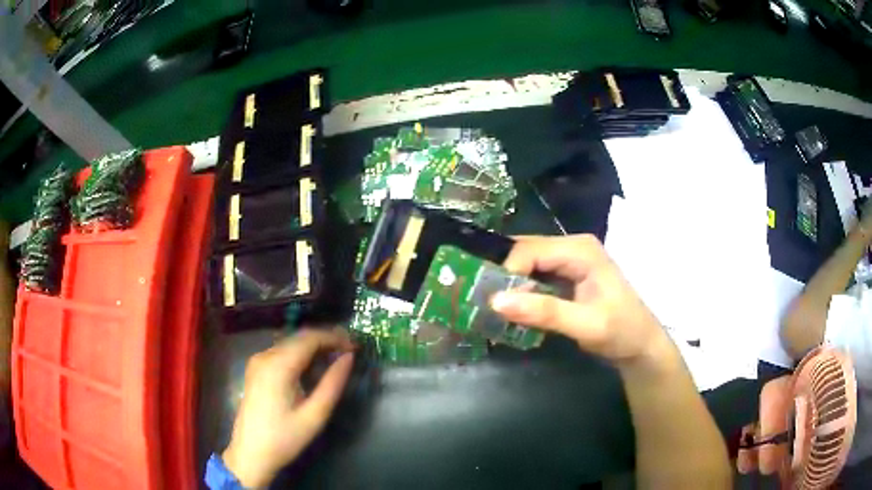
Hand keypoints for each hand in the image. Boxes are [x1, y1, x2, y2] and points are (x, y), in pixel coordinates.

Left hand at [222, 329, 354, 487]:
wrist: (251, 453)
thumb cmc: (285, 438)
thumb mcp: (315, 415)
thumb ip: (333, 383)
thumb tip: (349, 357)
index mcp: (278, 366)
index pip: (310, 338)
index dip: (335, 338)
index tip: (355, 346)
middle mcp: (265, 356)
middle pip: (299, 338)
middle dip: (326, 340)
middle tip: (349, 351)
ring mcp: (257, 361)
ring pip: (290, 343)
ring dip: (313, 347)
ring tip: (335, 359)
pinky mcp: (255, 369)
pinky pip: (281, 352)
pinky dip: (300, 355)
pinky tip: (312, 368)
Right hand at [491, 235, 670, 368]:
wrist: (640, 345)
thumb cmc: (621, 332)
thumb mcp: (585, 325)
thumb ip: (544, 312)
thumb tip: (496, 301)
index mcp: (580, 250)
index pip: (529, 251)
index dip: (506, 273)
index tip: (490, 303)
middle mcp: (572, 247)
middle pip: (525, 252)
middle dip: (503, 275)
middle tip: (481, 302)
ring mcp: (569, 260)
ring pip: (527, 263)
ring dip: (509, 283)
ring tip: (490, 306)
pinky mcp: (566, 275)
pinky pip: (534, 275)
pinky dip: (520, 290)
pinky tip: (511, 308)